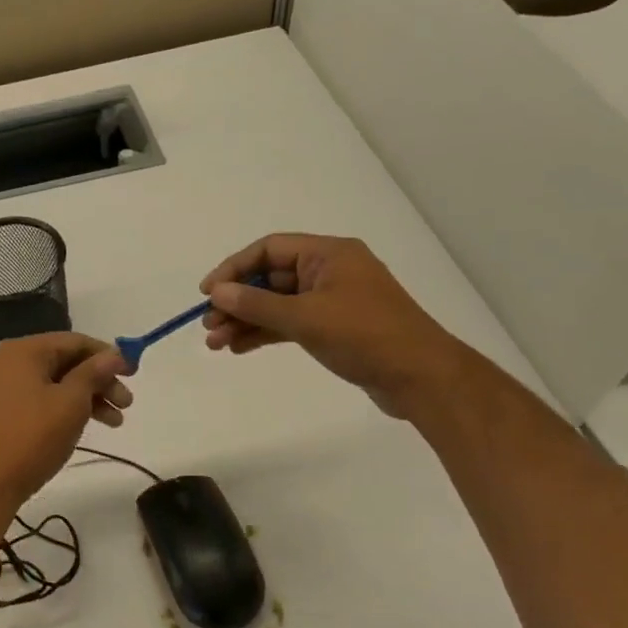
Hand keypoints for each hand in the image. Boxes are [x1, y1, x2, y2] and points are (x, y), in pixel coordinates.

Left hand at [0, 334, 131, 508]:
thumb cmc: (33, 436)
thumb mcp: (71, 402)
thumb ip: (94, 373)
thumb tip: (115, 353)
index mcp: (23, 351)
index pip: (75, 342)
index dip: (108, 355)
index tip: (134, 373)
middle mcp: (9, 362)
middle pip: (65, 362)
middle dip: (100, 381)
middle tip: (127, 403)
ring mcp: (2, 387)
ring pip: (55, 383)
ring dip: (88, 398)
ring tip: (116, 421)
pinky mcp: (2, 411)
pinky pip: (41, 398)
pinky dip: (66, 408)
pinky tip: (87, 424)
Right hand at [201, 234, 468, 419]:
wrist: (419, 377)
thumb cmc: (364, 336)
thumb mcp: (305, 317)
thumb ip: (257, 304)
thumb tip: (216, 292)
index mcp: (329, 254)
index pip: (269, 250)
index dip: (233, 268)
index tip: (207, 293)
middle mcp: (330, 271)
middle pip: (270, 278)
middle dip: (237, 301)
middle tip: (209, 325)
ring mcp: (332, 301)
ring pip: (277, 304)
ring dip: (246, 321)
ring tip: (216, 343)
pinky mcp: (334, 328)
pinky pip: (289, 323)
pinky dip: (265, 333)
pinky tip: (239, 348)